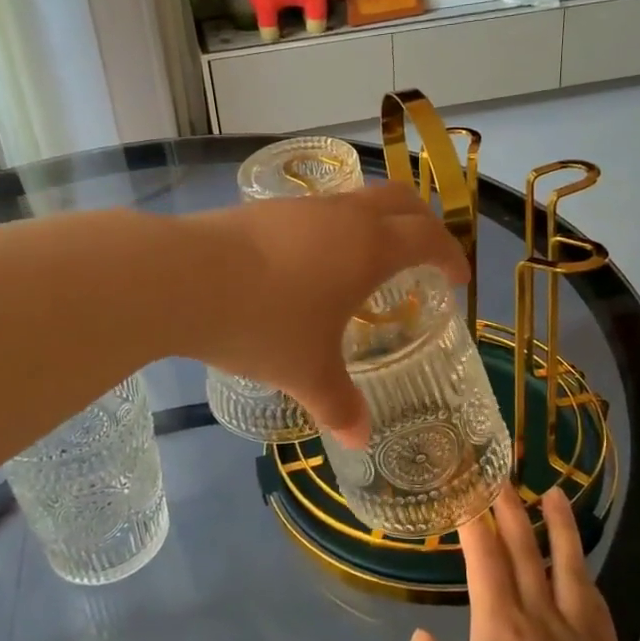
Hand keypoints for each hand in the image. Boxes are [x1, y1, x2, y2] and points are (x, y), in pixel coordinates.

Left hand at [180, 184, 467, 447]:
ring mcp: (301, 206)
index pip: (429, 239)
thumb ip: (339, 405)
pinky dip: (334, 229)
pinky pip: (317, 211)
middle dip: (422, 224)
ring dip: (374, 224)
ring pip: (355, 200)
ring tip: (367, 263)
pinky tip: (311, 264)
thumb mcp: (307, 372)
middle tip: (425, 255)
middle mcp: (343, 216)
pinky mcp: (264, 209)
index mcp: (370, 248)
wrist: (183, 279)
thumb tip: (359, 440)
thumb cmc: (263, 324)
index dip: (450, 256)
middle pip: (401, 200)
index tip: (456, 278)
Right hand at [403, 486, 630, 640]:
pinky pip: (597, 607)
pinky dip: (586, 577)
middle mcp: (541, 622)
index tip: (469, 494)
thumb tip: (421, 638)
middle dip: (512, 511)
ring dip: (560, 528)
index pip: (486, 561)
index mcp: (499, 631)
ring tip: (555, 496)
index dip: (476, 525)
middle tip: (503, 478)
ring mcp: (579, 640)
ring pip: (570, 569)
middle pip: (526, 552)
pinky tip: (582, 569)